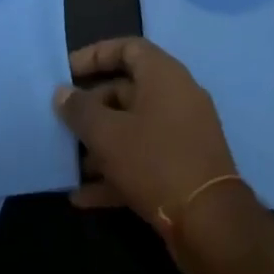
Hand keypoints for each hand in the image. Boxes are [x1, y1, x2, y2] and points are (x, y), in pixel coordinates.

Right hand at [54, 38, 242, 270]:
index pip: (127, 48)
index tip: (66, 71)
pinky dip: (116, 173)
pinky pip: (144, 160)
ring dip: (101, 144)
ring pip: (133, 129)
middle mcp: (176, 97)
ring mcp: (183, 135)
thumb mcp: (107, 134)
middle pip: (127, 90)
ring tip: (69, 161)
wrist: (211, 225)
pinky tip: (83, 197)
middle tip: (62, 121)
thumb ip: (80, 110)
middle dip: (92, 107)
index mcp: (163, 75)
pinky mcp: (184, 169)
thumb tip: (62, 93)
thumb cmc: (155, 161)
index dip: (95, 55)